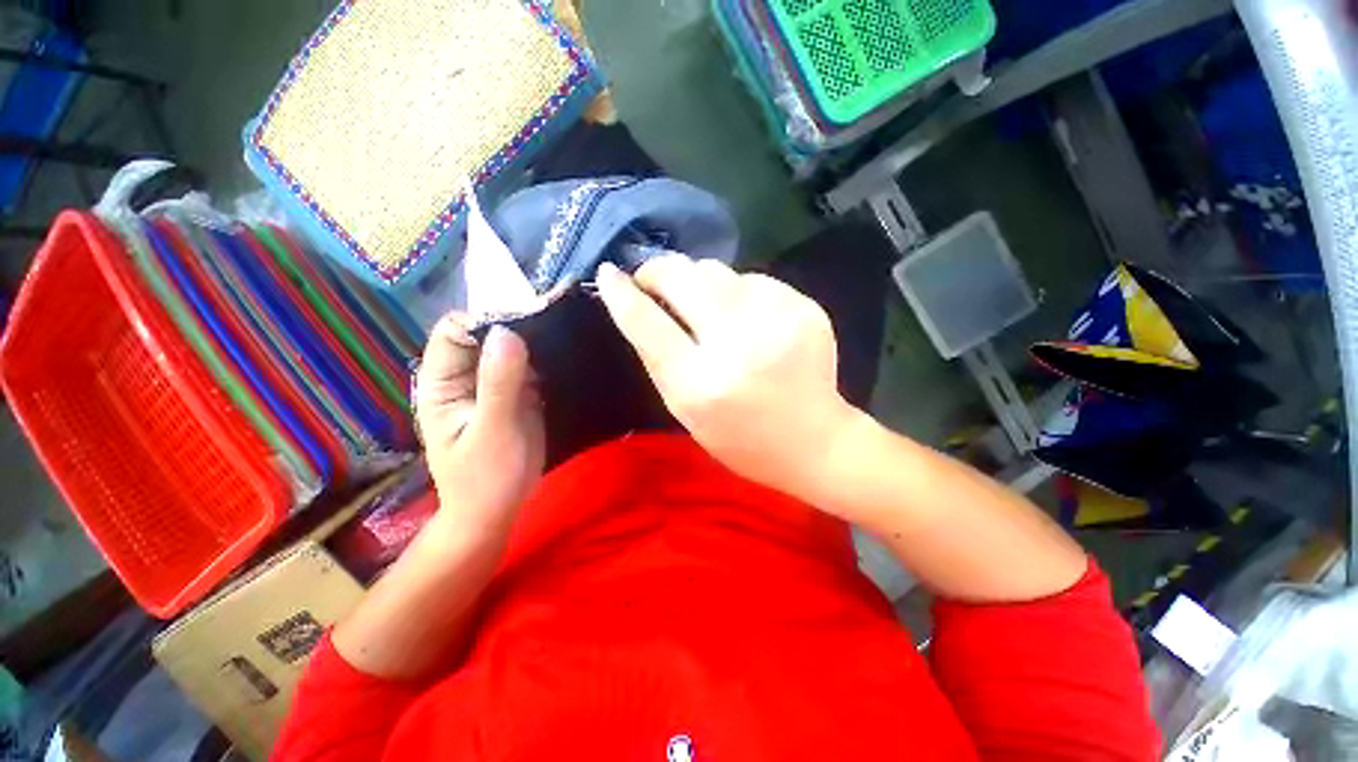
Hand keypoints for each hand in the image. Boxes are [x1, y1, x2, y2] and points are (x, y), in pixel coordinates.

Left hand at [415, 315, 544, 540]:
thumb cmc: (486, 478)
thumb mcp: (493, 431)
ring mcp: (492, 384)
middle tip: (553, 321)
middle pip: (485, 334)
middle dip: (515, 325)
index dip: (485, 319)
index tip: (525, 320)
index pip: (455, 331)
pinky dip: (546, 358)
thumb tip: (507, 332)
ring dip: (534, 340)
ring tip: (564, 333)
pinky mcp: (517, 393)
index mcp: (443, 382)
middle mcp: (465, 376)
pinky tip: (566, 353)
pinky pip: (530, 365)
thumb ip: (499, 383)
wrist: (497, 510)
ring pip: (510, 347)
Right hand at [595, 256, 860, 499]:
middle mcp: (738, 346)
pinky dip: (738, 292)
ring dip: (700, 283)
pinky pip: (753, 280)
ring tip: (706, 309)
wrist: (815, 441)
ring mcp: (778, 320)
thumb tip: (637, 304)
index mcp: (701, 384)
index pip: (647, 324)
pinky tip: (747, 319)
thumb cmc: (740, 438)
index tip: (609, 274)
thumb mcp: (685, 411)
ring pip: (718, 271)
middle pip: (684, 278)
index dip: (621, 294)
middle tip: (654, 280)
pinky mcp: (805, 307)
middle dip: (659, 271)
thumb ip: (659, 358)